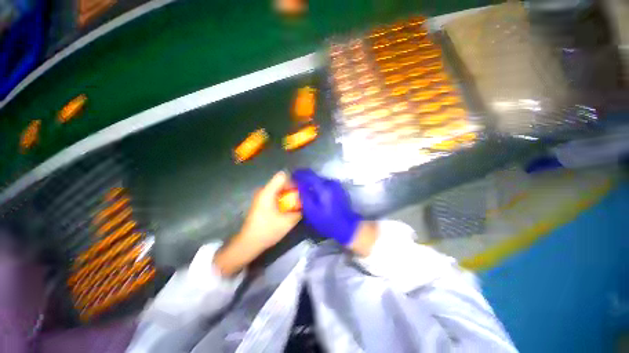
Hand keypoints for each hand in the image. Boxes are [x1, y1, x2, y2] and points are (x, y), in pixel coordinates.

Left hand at [214, 171, 300, 275]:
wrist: (248, 244)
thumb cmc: (267, 231)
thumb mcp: (287, 222)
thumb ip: (299, 211)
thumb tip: (306, 204)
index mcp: (268, 192)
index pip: (283, 177)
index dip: (294, 181)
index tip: (302, 190)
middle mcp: (264, 191)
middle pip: (281, 183)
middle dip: (293, 189)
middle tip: (302, 197)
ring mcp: (262, 197)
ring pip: (279, 189)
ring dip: (288, 195)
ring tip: (297, 203)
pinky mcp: (262, 203)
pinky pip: (275, 195)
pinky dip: (283, 199)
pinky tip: (288, 208)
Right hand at [292, 169, 361, 245]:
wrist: (347, 226)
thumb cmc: (328, 221)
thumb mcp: (312, 211)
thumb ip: (304, 195)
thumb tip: (298, 185)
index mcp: (324, 187)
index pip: (309, 174)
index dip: (299, 174)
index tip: (292, 175)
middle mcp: (331, 183)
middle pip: (314, 177)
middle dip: (305, 180)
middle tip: (298, 187)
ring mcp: (336, 186)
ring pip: (320, 181)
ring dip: (312, 185)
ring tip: (306, 193)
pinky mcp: (339, 189)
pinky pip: (326, 185)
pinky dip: (319, 188)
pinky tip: (317, 196)